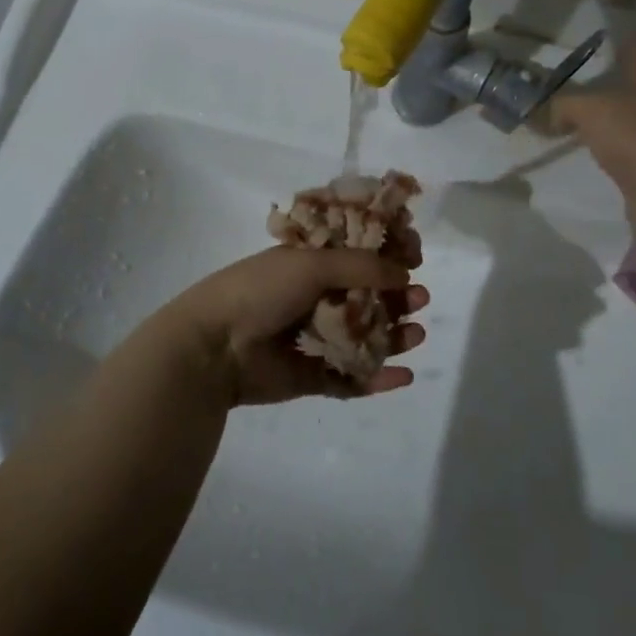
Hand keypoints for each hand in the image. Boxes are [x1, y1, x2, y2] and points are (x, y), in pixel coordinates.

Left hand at [163, 245, 428, 406]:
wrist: (215, 346)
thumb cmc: (261, 291)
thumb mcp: (311, 264)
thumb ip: (361, 266)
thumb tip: (405, 272)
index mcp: (309, 265)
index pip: (357, 256)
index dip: (387, 257)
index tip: (415, 259)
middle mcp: (314, 299)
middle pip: (367, 298)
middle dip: (397, 298)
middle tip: (420, 299)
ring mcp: (314, 339)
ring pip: (364, 338)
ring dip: (393, 336)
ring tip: (416, 335)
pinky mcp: (312, 376)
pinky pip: (351, 378)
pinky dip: (378, 378)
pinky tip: (404, 375)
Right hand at [549, 25, 635, 235]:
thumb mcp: (587, 109)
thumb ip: (559, 104)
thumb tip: (540, 112)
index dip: (619, 29)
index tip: (598, 24)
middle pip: (635, 75)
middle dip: (608, 71)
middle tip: (572, 69)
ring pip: (629, 109)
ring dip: (607, 109)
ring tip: (571, 108)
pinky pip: (625, 141)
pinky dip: (607, 140)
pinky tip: (586, 143)